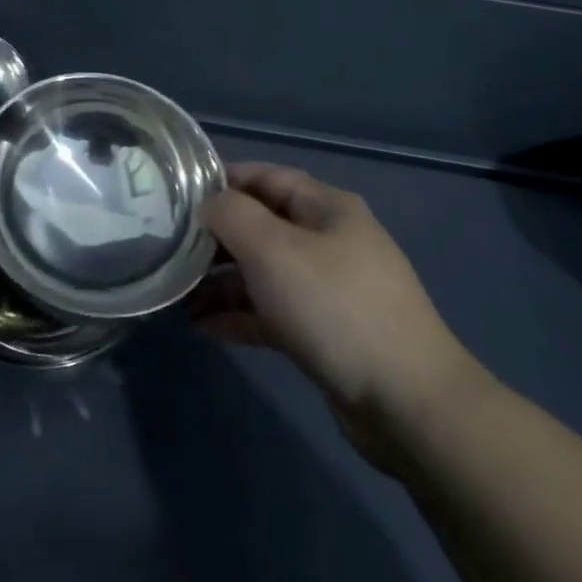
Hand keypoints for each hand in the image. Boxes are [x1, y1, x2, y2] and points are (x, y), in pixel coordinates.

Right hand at [191, 162, 492, 458]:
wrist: (409, 404)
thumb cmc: (334, 307)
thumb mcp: (272, 249)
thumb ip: (231, 215)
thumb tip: (207, 205)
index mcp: (326, 208)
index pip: (265, 177)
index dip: (222, 180)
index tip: (178, 194)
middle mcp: (330, 242)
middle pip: (262, 227)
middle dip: (216, 238)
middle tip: (172, 249)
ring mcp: (331, 290)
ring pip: (265, 273)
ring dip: (223, 282)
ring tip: (179, 296)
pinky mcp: (328, 335)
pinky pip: (275, 313)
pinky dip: (241, 316)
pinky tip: (205, 328)